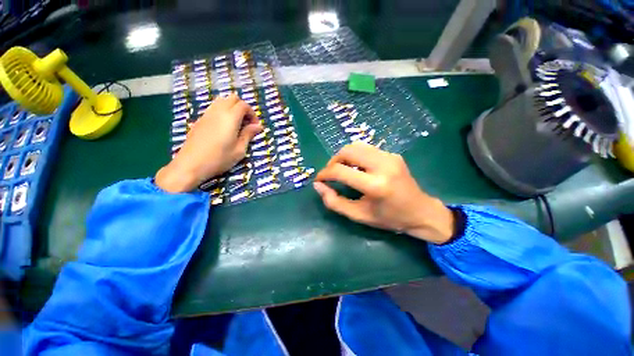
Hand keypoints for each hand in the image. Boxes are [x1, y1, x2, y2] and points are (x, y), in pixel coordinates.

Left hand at [155, 94, 261, 192]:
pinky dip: (223, 111)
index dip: (252, 113)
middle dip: (243, 108)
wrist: (190, 164)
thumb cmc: (219, 159)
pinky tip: (224, 127)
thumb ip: (248, 135)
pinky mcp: (200, 119)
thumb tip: (258, 126)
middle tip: (247, 123)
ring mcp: (207, 114)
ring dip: (232, 108)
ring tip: (237, 124)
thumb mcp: (239, 150)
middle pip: (232, 98)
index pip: (243, 105)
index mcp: (230, 118)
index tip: (255, 126)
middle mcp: (218, 111)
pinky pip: (214, 108)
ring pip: (222, 101)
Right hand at [313, 142, 454, 243]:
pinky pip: (366, 149)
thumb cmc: (389, 218)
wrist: (421, 212)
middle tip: (330, 174)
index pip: (340, 171)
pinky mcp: (393, 154)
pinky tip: (357, 168)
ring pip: (356, 146)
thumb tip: (318, 186)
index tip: (319, 180)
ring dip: (344, 157)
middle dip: (333, 161)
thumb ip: (335, 202)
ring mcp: (390, 157)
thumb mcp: (359, 215)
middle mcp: (383, 166)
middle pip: (347, 151)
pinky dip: (355, 156)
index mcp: (375, 185)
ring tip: (342, 170)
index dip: (324, 174)